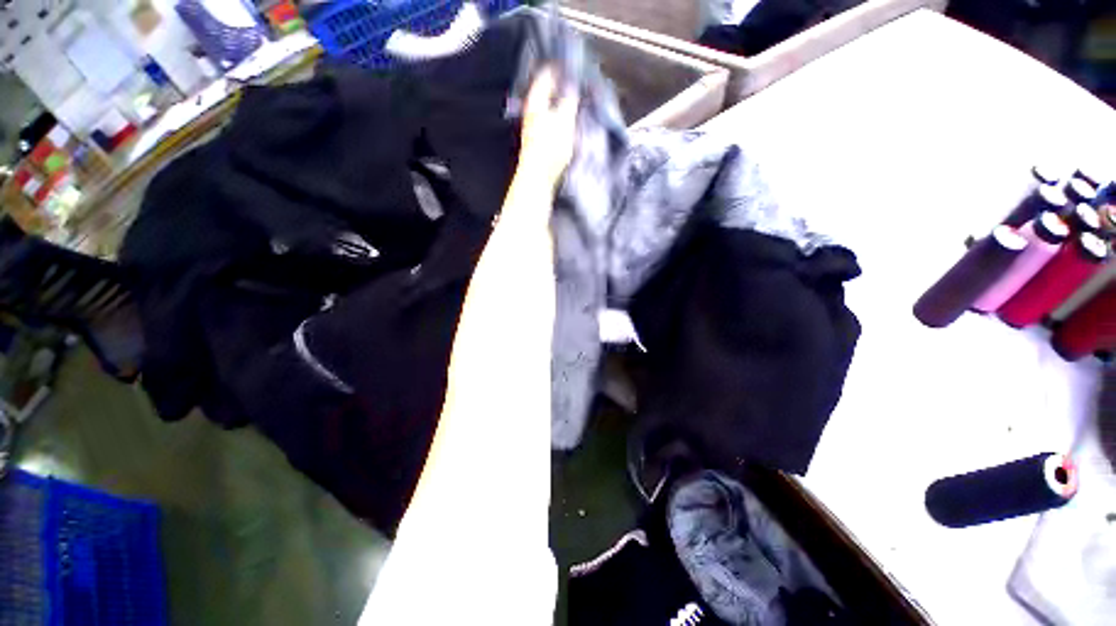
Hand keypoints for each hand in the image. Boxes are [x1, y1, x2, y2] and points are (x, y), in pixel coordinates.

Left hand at [519, 67, 579, 190]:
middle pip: (547, 90)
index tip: (573, 62)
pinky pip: (552, 119)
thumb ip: (569, 100)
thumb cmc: (550, 148)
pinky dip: (562, 115)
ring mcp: (535, 126)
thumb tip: (572, 84)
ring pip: (550, 105)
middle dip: (562, 84)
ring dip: (563, 101)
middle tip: (578, 79)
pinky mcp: (540, 140)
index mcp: (536, 101)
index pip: (546, 74)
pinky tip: (571, 120)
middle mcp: (532, 110)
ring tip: (578, 98)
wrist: (538, 177)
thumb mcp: (564, 120)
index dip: (560, 66)